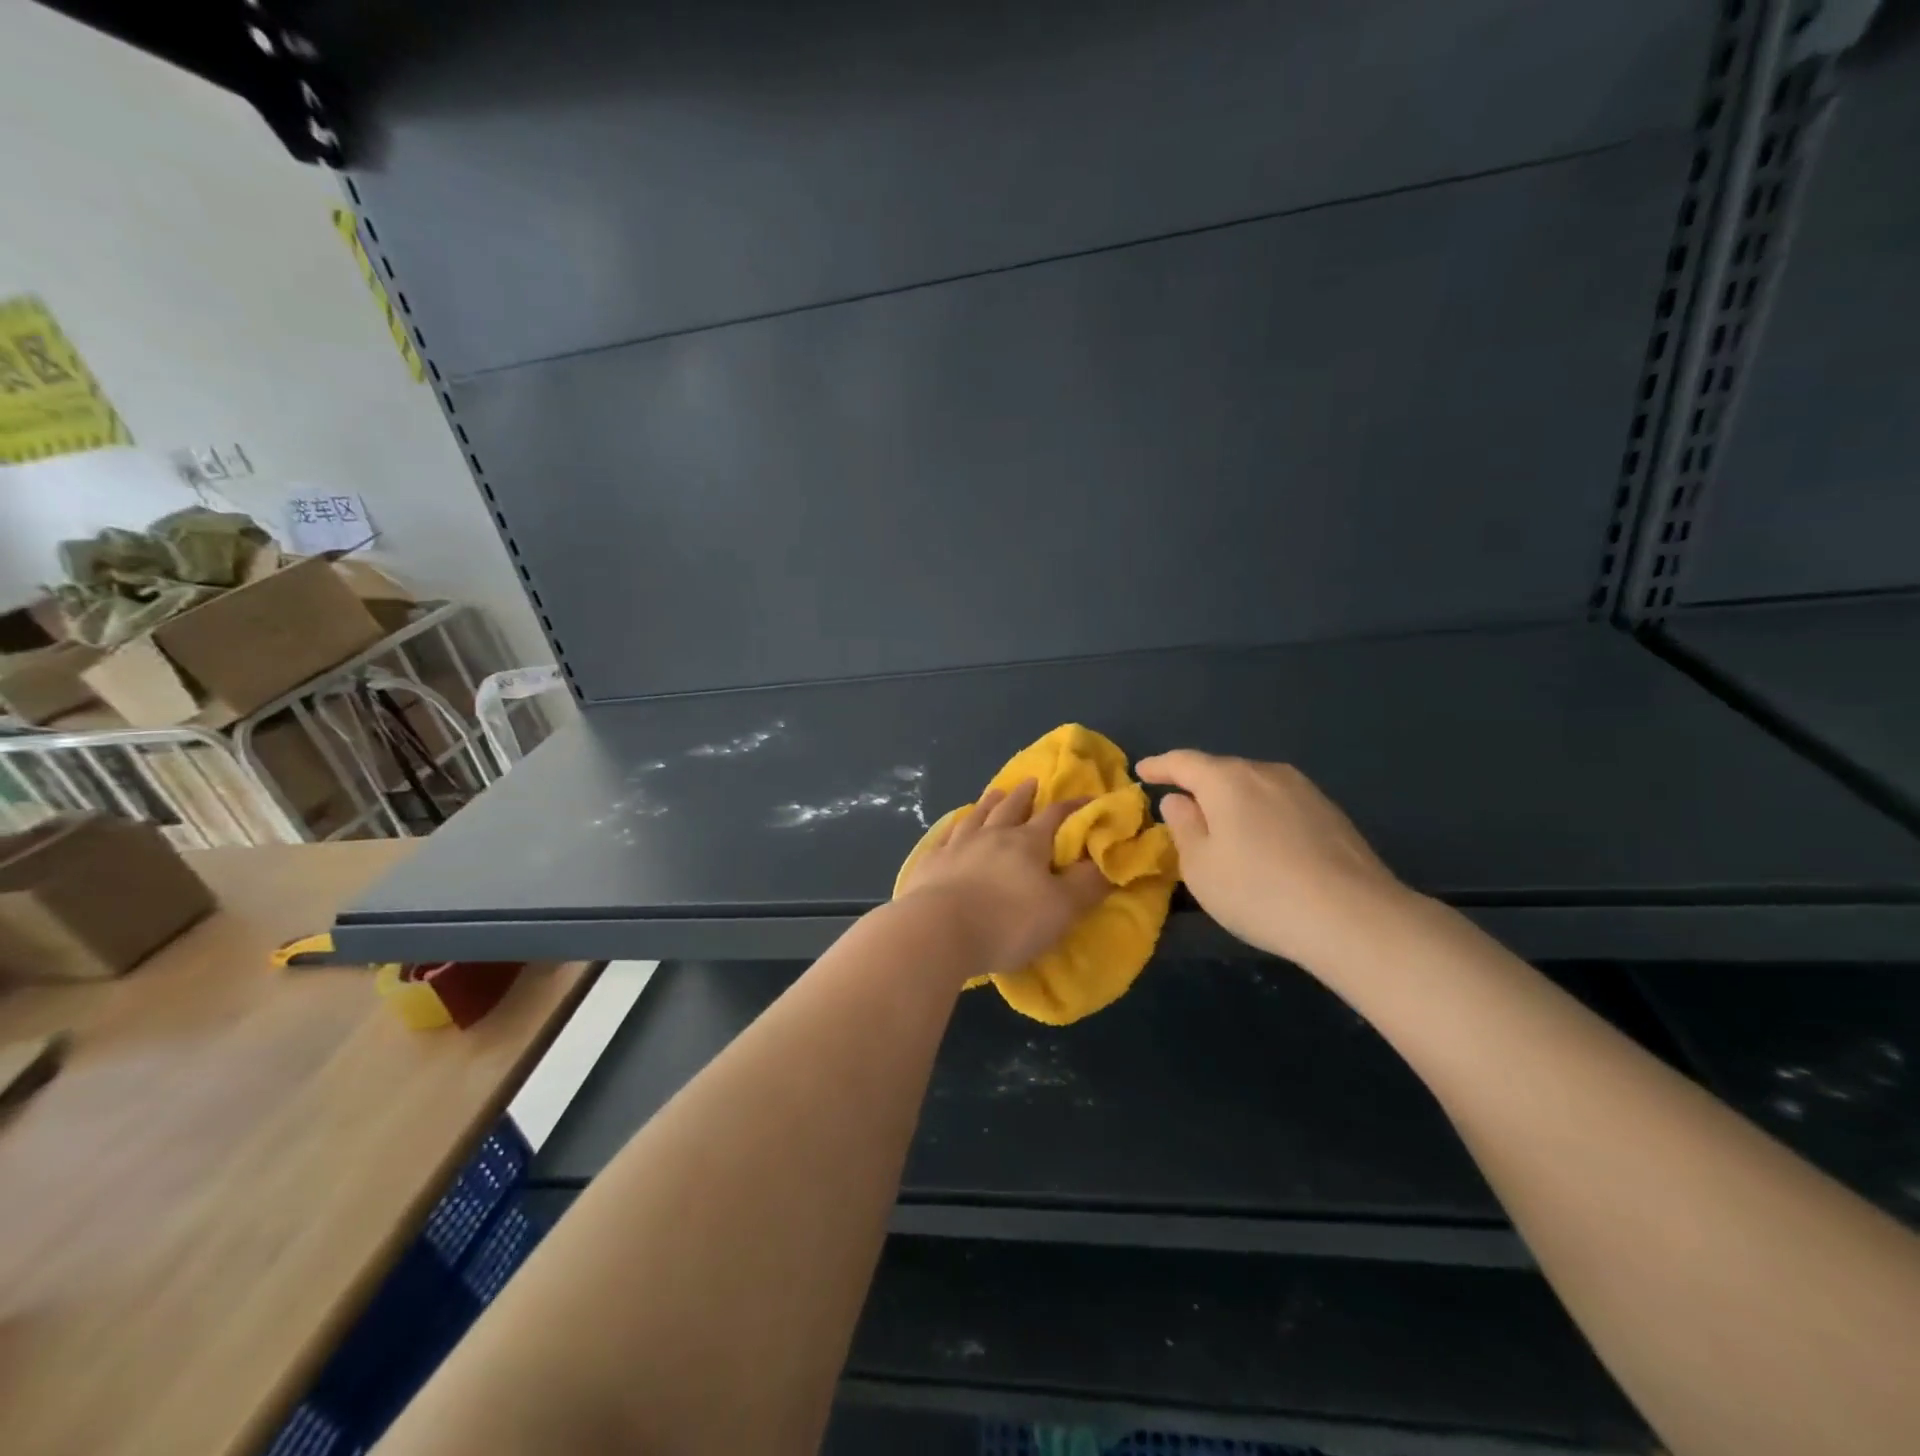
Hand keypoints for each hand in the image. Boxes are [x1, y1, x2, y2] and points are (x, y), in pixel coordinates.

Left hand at [897, 779, 1110, 975]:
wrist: (938, 932)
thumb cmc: (1008, 922)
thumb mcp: (1062, 909)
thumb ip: (1087, 884)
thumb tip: (1108, 860)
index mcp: (1027, 843)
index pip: (1056, 816)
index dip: (1074, 806)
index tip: (1087, 798)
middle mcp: (992, 835)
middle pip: (1011, 808)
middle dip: (1025, 795)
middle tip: (1032, 782)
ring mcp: (957, 846)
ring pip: (977, 816)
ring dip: (989, 803)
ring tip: (996, 792)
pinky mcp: (931, 863)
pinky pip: (946, 836)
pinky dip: (954, 827)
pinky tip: (954, 827)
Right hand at [1135, 750, 1412, 969]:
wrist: (1354, 918)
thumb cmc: (1259, 892)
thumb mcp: (1200, 867)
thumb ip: (1183, 827)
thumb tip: (1178, 800)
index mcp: (1227, 780)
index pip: (1183, 762)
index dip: (1159, 766)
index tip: (1141, 771)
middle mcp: (1266, 773)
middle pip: (1221, 771)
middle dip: (1198, 786)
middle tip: (1180, 810)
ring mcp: (1304, 790)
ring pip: (1253, 787)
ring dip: (1232, 802)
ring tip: (1221, 830)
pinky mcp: (1330, 813)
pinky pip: (1279, 804)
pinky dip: (1261, 816)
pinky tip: (1263, 845)